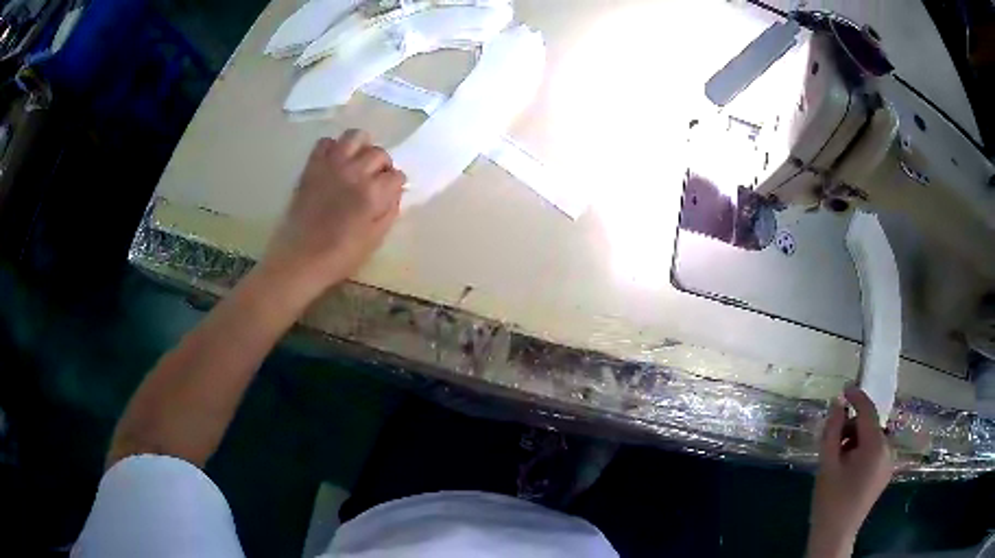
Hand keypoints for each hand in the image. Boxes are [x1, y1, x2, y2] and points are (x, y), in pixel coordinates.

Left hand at [262, 129, 404, 294]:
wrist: (299, 258)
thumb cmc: (339, 256)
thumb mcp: (374, 240)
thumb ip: (389, 212)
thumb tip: (395, 193)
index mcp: (373, 194)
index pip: (397, 176)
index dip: (396, 185)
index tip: (390, 193)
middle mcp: (355, 172)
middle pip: (379, 153)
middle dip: (382, 165)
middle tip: (375, 179)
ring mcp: (331, 166)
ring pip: (355, 136)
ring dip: (362, 146)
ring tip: (358, 162)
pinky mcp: (312, 167)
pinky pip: (325, 142)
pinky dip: (333, 148)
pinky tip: (334, 163)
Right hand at [807, 386, 893, 557]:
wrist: (836, 535)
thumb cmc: (830, 500)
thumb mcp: (827, 464)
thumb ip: (832, 430)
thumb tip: (838, 403)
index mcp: (876, 446)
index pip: (868, 411)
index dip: (856, 397)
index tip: (844, 388)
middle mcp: (888, 450)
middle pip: (870, 426)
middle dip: (851, 428)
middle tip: (832, 444)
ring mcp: (889, 463)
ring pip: (872, 439)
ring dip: (856, 441)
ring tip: (838, 460)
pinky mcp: (885, 473)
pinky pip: (875, 452)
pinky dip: (862, 452)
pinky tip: (848, 469)